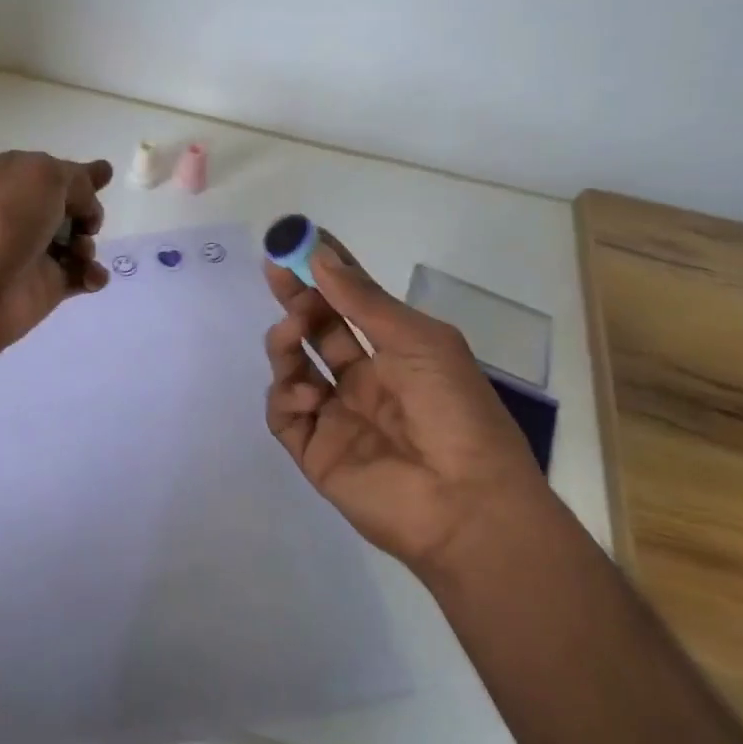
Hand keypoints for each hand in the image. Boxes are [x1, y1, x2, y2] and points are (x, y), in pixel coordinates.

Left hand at [0, 151, 112, 368]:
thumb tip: (86, 203)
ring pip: (79, 242)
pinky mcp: (44, 286)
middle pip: (70, 207)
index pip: (54, 172)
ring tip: (79, 252)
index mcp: (13, 177)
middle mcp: (22, 212)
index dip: (80, 174)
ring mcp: (33, 251)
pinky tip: (90, 278)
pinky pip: (81, 276)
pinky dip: (92, 275)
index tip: (106, 173)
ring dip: (89, 244)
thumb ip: (77, 181)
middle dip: (89, 211)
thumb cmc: (2, 218)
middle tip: (88, 222)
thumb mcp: (44, 176)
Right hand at [263, 235, 547, 570]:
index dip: (326, 271)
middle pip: (316, 330)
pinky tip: (310, 395)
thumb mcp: (418, 340)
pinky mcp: (315, 451)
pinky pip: (284, 414)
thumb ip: (362, 300)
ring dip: (286, 340)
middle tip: (276, 269)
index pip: (351, 303)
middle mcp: (362, 380)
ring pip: (292, 367)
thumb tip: (319, 254)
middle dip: (296, 297)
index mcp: (395, 353)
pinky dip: (287, 396)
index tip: (299, 240)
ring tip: (293, 330)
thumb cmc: (455, 410)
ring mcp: (337, 416)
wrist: (466, 503)